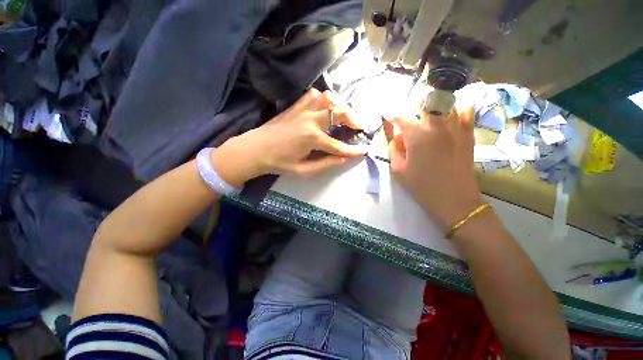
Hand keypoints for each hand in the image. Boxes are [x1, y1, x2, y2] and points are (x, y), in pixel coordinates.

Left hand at [212, 89, 367, 186]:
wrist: (254, 149)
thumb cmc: (279, 163)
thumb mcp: (303, 170)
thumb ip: (326, 164)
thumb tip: (344, 159)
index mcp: (312, 138)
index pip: (339, 145)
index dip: (353, 150)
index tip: (364, 151)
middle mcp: (310, 120)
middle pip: (338, 111)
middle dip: (353, 118)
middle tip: (358, 126)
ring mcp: (302, 110)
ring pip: (327, 98)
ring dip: (339, 105)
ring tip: (343, 115)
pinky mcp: (295, 106)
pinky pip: (313, 95)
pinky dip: (323, 99)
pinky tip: (324, 108)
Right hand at [388, 107, 483, 230]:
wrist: (454, 199)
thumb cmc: (422, 186)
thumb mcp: (399, 171)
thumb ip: (394, 151)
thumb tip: (396, 138)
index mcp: (417, 137)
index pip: (402, 118)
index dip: (394, 117)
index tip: (389, 119)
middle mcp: (437, 127)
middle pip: (427, 104)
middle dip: (416, 106)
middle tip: (411, 114)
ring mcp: (455, 129)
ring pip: (446, 105)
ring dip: (436, 107)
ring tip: (430, 114)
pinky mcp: (468, 135)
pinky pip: (467, 113)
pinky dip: (459, 110)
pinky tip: (453, 115)